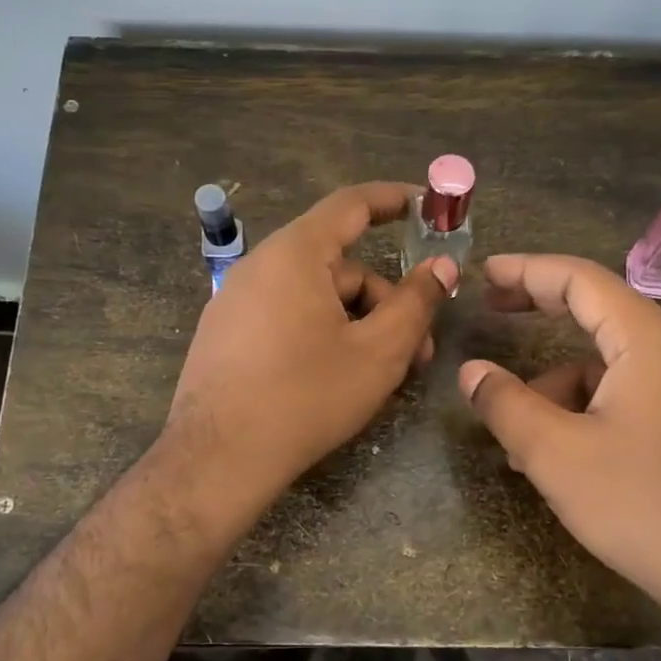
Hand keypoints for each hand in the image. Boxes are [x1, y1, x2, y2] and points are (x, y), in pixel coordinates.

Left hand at [168, 182, 456, 511]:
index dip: (394, 200)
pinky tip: (338, 377)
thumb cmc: (306, 397)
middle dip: (386, 301)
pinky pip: (287, 317)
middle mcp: (260, 266)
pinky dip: (323, 335)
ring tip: (382, 375)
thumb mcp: (378, 352)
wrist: (218, 459)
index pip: (351, 204)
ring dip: (358, 324)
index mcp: (294, 254)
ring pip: (315, 297)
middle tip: (419, 350)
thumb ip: (416, 303)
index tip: (428, 207)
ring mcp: (236, 302)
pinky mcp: (226, 336)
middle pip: (339, 266)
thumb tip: (442, 267)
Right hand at [458, 254, 660, 634]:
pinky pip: (630, 391)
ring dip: (559, 383)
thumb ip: (505, 403)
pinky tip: (562, 452)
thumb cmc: (640, 505)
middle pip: (599, 310)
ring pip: (610, 362)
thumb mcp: (555, 454)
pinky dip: (588, 406)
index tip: (484, 274)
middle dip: (541, 310)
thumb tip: (472, 371)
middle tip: (492, 309)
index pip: (581, 280)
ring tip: (520, 434)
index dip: (527, 271)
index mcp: (649, 342)